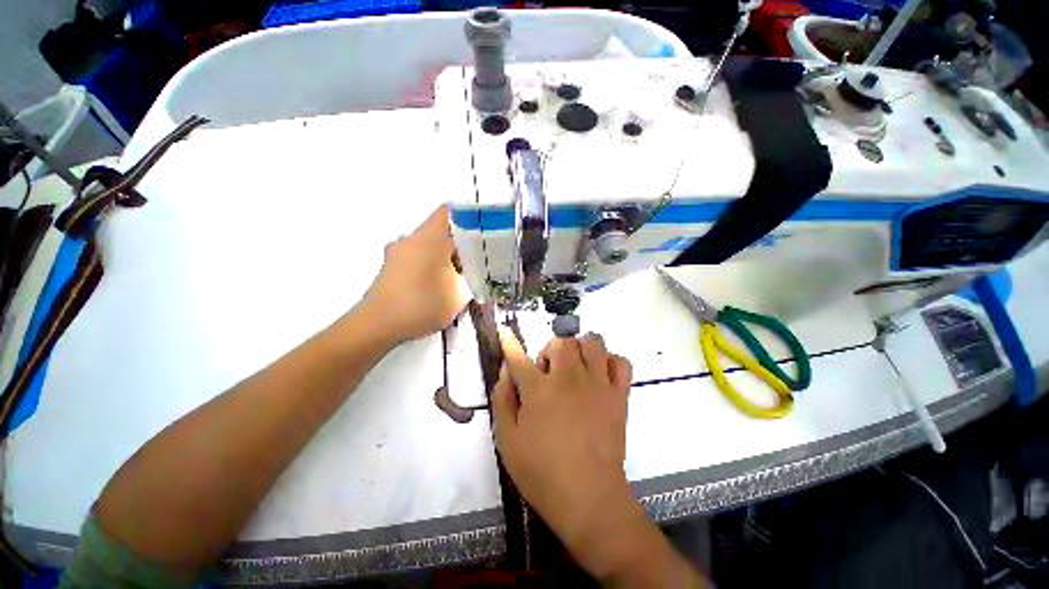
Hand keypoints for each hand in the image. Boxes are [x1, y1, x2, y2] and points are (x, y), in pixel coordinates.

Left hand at [357, 205, 469, 344]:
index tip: (482, 232)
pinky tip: (437, 287)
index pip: (450, 212)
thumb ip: (472, 279)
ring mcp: (397, 252)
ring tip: (458, 278)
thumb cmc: (422, 304)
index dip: (468, 218)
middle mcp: (411, 239)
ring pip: (429, 246)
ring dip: (444, 257)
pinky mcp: (391, 267)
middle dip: (459, 244)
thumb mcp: (460, 294)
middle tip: (475, 262)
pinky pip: (417, 257)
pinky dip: (430, 266)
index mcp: (429, 237)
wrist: (377, 325)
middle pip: (441, 231)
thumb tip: (473, 272)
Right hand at [492, 330, 641, 575]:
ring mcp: (598, 384)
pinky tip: (600, 376)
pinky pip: (620, 362)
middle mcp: (569, 378)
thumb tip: (506, 371)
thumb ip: (502, 399)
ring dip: (579, 349)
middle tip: (548, 373)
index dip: (509, 342)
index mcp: (539, 390)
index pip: (518, 357)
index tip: (505, 331)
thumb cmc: (541, 472)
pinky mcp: (619, 395)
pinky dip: (609, 361)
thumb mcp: (507, 440)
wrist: (589, 499)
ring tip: (575, 369)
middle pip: (561, 341)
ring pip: (592, 342)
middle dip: (550, 351)